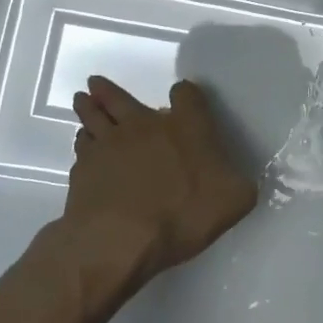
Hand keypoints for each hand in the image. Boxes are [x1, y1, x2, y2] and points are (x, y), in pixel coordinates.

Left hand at [64, 74, 257, 283]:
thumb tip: (238, 179)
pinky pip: (82, 146)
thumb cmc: (183, 214)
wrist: (120, 239)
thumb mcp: (233, 201)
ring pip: (94, 116)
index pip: (187, 95)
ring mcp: (109, 144)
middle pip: (122, 98)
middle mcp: (145, 125)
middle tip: (96, 82)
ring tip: (83, 99)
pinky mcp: (83, 168)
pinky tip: (84, 145)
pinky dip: (83, 142)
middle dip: (111, 90)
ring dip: (89, 107)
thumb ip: (239, 183)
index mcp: (186, 127)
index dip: (186, 95)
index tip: (183, 98)